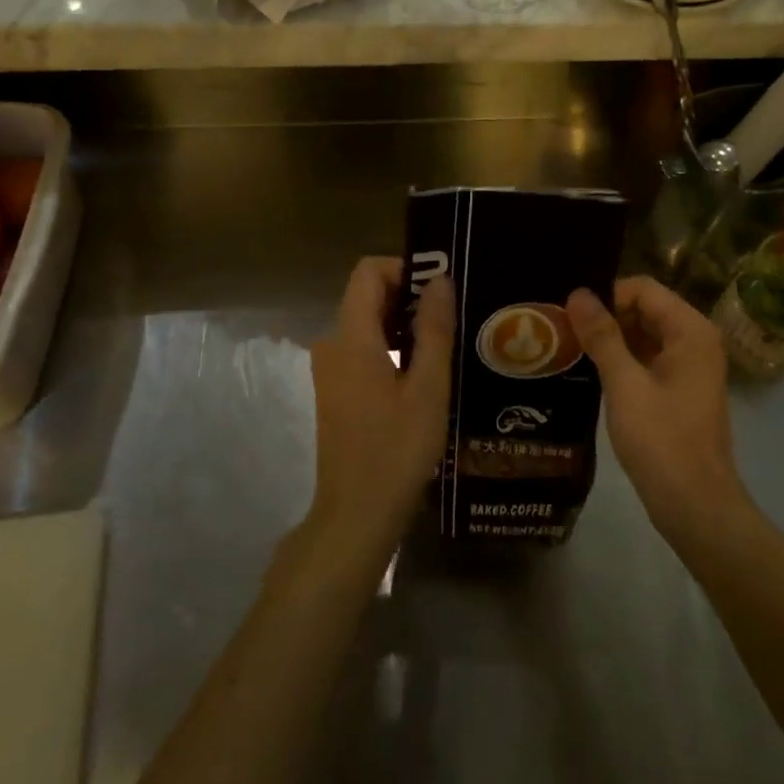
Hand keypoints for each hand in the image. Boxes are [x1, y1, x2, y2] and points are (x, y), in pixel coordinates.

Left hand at [305, 257, 453, 569]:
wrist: (356, 515)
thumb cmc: (396, 450)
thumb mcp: (428, 388)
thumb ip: (433, 329)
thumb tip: (439, 280)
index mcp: (350, 337)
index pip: (368, 272)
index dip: (404, 268)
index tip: (441, 289)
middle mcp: (332, 344)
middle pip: (367, 295)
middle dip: (409, 296)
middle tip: (454, 316)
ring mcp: (330, 369)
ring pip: (367, 324)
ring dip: (403, 324)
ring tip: (447, 343)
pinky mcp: (336, 390)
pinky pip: (363, 349)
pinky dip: (392, 347)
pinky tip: (424, 373)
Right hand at [567, 277, 750, 545]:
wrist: (695, 506)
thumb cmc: (662, 441)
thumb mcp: (625, 385)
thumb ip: (602, 336)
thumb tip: (577, 293)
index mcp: (691, 330)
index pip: (643, 289)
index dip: (606, 296)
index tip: (570, 316)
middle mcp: (695, 340)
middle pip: (644, 308)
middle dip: (605, 316)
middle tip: (562, 330)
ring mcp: (689, 365)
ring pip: (643, 334)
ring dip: (610, 338)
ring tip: (568, 347)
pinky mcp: (679, 388)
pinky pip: (647, 358)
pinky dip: (621, 359)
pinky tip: (589, 370)